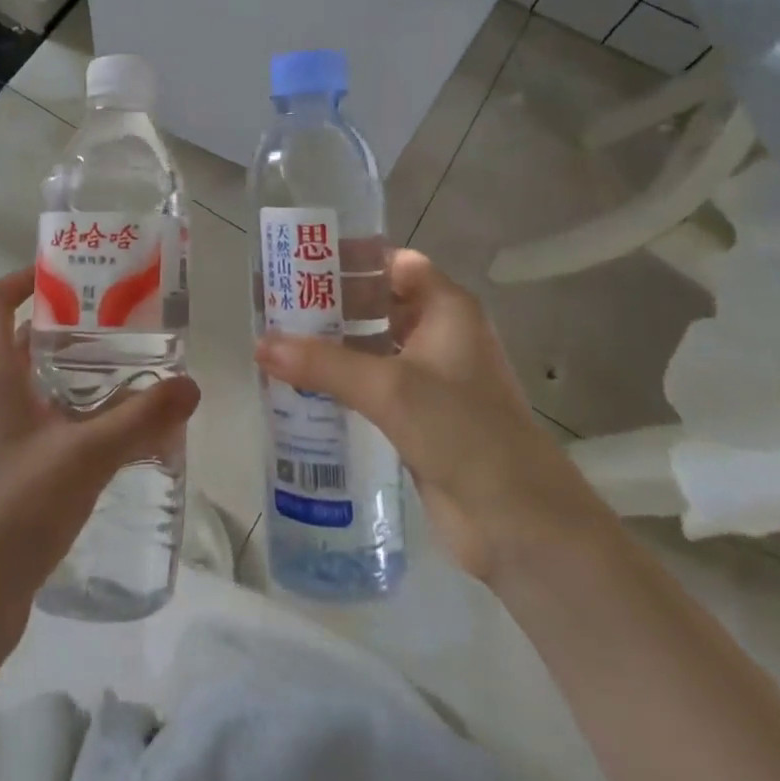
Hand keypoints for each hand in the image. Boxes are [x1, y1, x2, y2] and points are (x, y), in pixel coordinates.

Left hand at [0, 267, 200, 645]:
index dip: (24, 277)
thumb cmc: (11, 510)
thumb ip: (140, 418)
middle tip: (128, 321)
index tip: (73, 273)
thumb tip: (191, 385)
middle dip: (74, 326)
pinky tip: (124, 434)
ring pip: (42, 385)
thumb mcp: (83, 456)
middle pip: (27, 340)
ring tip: (137, 370)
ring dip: (83, 374)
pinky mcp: (12, 474)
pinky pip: (50, 426)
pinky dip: (82, 417)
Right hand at [255, 249, 608, 584]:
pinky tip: (301, 386)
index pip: (396, 263)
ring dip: (333, 344)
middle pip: (380, 302)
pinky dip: (342, 381)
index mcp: (447, 309)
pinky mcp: (420, 416)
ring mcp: (432, 378)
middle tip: (277, 302)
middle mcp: (440, 334)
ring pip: (374, 346)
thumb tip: (260, 344)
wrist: (518, 522)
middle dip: (332, 302)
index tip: (301, 261)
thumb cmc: (463, 431)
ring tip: (278, 341)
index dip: (353, 258)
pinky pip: (373, 385)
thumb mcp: (389, 387)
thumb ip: (323, 363)